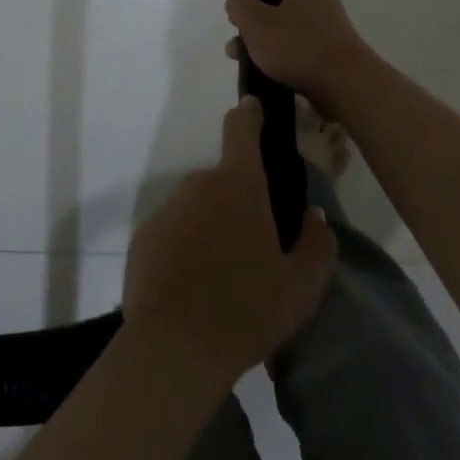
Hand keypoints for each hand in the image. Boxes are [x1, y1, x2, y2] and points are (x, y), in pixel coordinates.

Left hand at [123, 98, 336, 387]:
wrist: (173, 349)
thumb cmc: (246, 310)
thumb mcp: (301, 286)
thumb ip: (316, 244)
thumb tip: (313, 217)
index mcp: (239, 184)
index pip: (241, 128)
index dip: (250, 114)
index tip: (254, 109)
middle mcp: (199, 184)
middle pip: (224, 178)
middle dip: (240, 200)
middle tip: (257, 244)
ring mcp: (167, 209)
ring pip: (199, 207)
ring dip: (213, 226)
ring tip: (226, 277)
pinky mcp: (144, 237)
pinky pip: (174, 231)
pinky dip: (186, 248)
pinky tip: (195, 289)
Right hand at [224, 0, 368, 100]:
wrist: (345, 87)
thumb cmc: (300, 46)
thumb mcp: (257, 23)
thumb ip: (239, 6)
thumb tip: (238, 1)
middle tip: (234, 10)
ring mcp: (321, 21)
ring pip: (280, 15)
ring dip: (257, 29)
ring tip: (235, 49)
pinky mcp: (322, 47)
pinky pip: (289, 38)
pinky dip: (271, 47)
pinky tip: (253, 66)